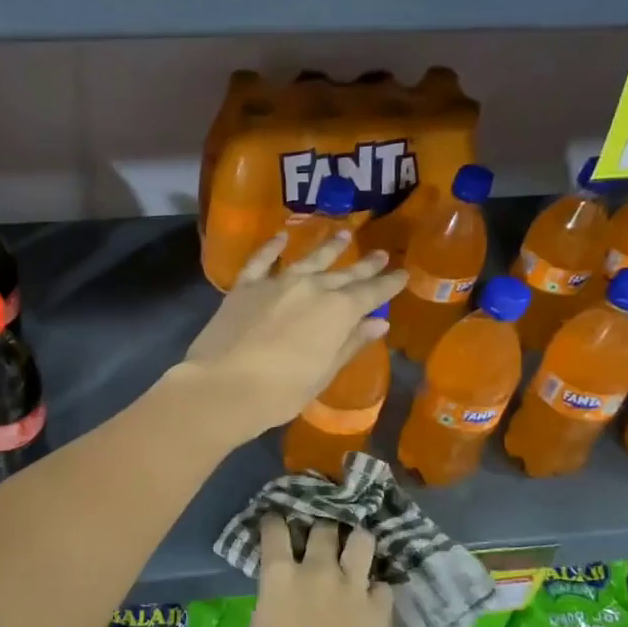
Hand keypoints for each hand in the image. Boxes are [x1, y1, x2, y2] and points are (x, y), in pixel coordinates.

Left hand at [180, 231, 405, 441]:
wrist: (223, 386)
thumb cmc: (281, 391)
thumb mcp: (324, 372)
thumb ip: (350, 343)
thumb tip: (379, 323)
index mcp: (338, 311)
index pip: (372, 293)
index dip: (389, 283)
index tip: (403, 273)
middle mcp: (311, 288)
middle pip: (344, 274)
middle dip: (365, 265)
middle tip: (382, 254)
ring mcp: (277, 283)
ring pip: (309, 259)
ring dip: (328, 248)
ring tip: (344, 235)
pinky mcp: (245, 287)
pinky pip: (262, 260)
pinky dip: (272, 247)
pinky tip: (281, 237)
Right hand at [248, 516, 392, 626]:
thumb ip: (269, 604)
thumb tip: (277, 599)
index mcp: (279, 576)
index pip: (275, 529)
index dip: (275, 521)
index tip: (275, 522)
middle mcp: (316, 570)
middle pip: (323, 528)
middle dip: (320, 529)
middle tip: (319, 539)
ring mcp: (351, 587)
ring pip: (362, 541)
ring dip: (356, 543)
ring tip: (353, 551)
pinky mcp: (377, 609)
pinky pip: (383, 584)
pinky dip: (377, 588)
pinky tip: (371, 596)